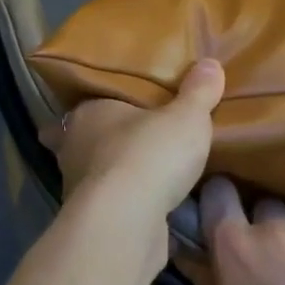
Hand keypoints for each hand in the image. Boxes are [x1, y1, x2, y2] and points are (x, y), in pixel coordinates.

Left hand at [39, 59, 224, 223]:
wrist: (125, 221)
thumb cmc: (149, 155)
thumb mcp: (186, 117)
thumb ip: (198, 92)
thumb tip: (210, 63)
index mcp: (88, 112)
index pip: (96, 100)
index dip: (112, 103)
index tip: (128, 105)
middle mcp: (74, 145)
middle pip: (91, 137)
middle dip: (110, 139)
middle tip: (139, 138)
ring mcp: (77, 184)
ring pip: (96, 171)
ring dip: (115, 173)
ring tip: (144, 173)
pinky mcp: (91, 218)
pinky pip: (109, 203)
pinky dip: (122, 203)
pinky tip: (144, 206)